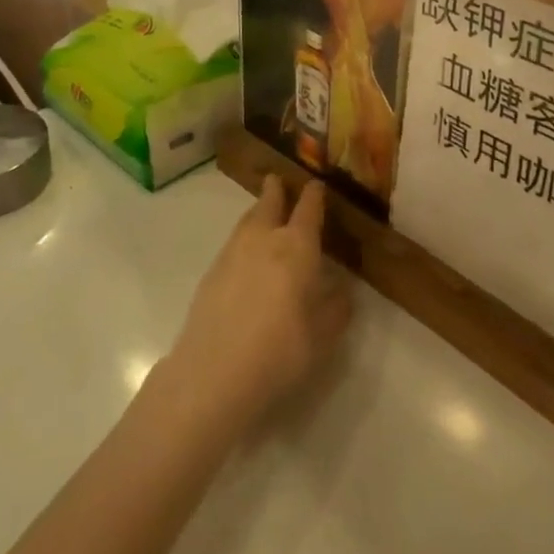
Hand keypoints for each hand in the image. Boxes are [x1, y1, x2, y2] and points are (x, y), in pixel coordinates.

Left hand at [161, 177, 350, 434]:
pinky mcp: (211, 273)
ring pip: (248, 220)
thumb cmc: (280, 351)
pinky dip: (243, 236)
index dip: (314, 195)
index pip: (308, 209)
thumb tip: (342, 290)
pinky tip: (246, 252)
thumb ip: (336, 309)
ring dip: (258, 210)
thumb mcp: (322, 336)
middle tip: (278, 180)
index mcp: (297, 247)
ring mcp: (232, 253)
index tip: (317, 185)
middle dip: (276, 190)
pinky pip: (233, 242)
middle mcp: (264, 239)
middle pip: (270, 203)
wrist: (213, 372)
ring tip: (263, 210)